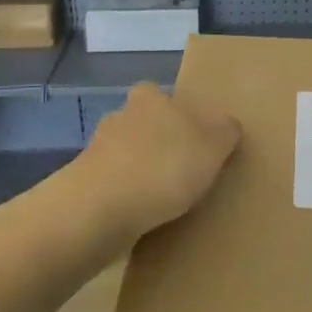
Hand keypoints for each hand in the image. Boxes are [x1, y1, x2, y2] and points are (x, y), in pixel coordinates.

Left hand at [78, 84, 240, 244]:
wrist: (100, 210)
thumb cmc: (164, 166)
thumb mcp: (214, 146)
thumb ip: (225, 132)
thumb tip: (228, 126)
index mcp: (150, 99)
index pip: (159, 94)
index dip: (174, 113)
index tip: (190, 135)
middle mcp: (119, 117)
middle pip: (141, 124)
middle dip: (156, 142)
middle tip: (181, 167)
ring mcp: (95, 152)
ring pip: (124, 155)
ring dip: (139, 172)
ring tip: (163, 199)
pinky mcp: (82, 186)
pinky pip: (112, 187)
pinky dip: (125, 198)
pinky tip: (142, 217)